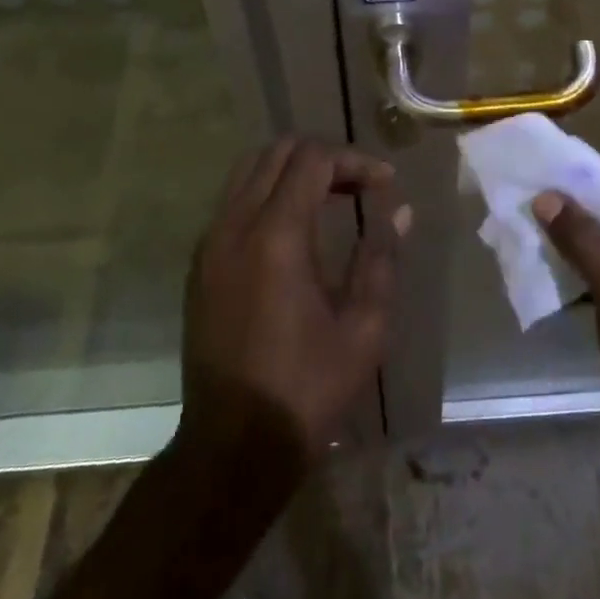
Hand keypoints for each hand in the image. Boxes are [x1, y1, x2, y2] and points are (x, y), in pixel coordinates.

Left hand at [179, 137, 410, 473]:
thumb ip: (381, 256)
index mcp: (277, 235)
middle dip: (324, 157)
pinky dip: (267, 193)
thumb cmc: (307, 390)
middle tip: (360, 185)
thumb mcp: (364, 327)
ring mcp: (210, 243)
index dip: (354, 160)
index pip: (312, 159)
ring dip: (292, 170)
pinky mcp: (200, 264)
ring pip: (249, 170)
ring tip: (331, 198)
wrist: (232, 447)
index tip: (385, 184)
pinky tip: (295, 229)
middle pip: (277, 151)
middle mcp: (235, 225)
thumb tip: (399, 211)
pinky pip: (233, 201)